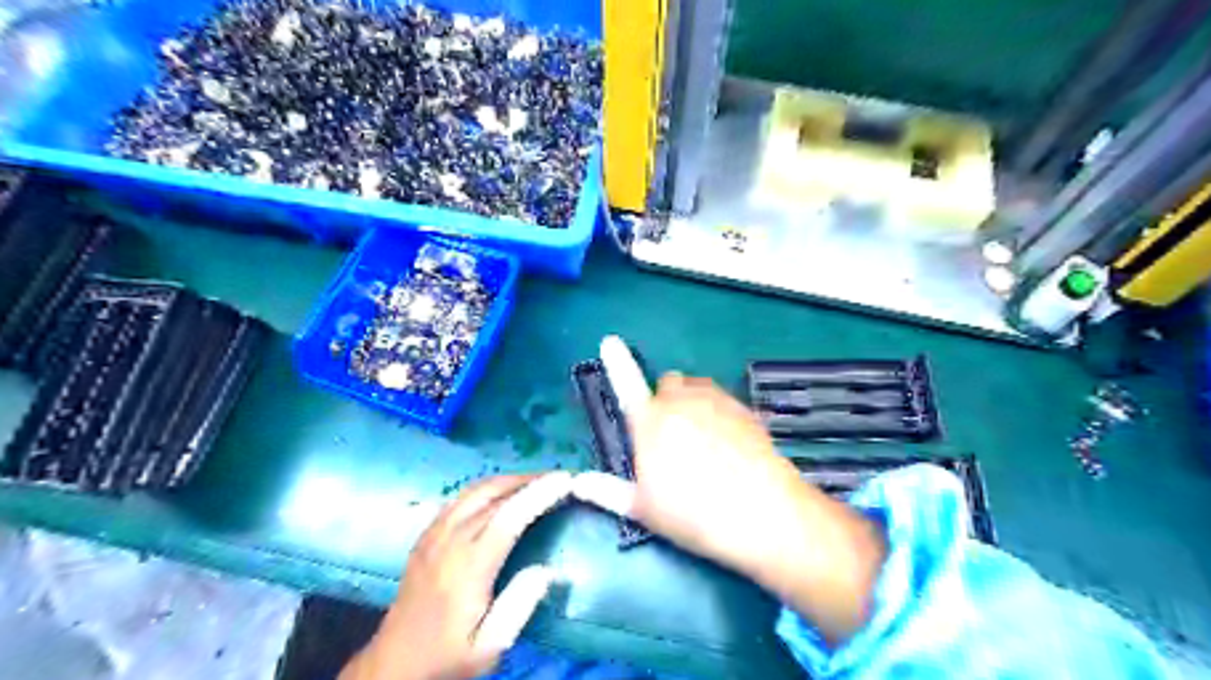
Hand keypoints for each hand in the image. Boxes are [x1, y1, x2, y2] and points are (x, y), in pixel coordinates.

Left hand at [340, 472, 575, 679]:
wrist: (394, 663)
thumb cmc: (448, 656)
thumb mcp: (489, 647)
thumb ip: (519, 606)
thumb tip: (547, 569)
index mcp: (468, 567)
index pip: (509, 517)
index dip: (538, 494)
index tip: (564, 480)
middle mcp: (449, 541)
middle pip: (493, 495)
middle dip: (529, 481)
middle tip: (557, 479)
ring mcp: (434, 534)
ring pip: (475, 490)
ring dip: (509, 480)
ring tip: (535, 481)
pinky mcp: (426, 535)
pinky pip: (460, 498)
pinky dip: (488, 488)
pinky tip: (501, 494)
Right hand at [572, 378, 887, 647]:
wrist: (764, 514)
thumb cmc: (694, 515)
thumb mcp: (644, 509)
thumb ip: (607, 491)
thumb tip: (575, 482)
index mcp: (650, 422)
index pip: (627, 384)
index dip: (617, 362)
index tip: (610, 341)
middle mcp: (682, 402)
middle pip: (667, 384)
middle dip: (663, 399)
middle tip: (668, 436)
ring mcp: (717, 402)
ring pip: (696, 387)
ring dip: (690, 400)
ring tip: (697, 438)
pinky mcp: (745, 410)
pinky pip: (721, 398)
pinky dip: (716, 410)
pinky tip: (725, 443)